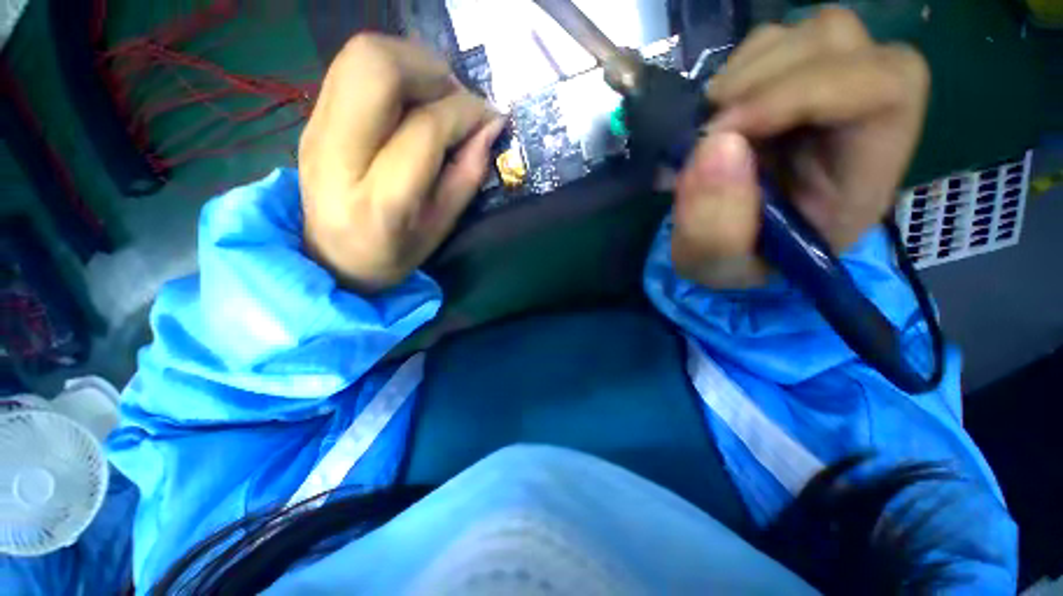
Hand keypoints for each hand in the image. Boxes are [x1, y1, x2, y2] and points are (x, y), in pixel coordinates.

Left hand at [299, 34, 503, 291]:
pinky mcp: (312, 117)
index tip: (491, 117)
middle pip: (378, 69)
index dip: (465, 113)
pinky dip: (393, 69)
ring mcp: (316, 129)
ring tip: (438, 96)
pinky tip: (412, 98)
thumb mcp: (441, 227)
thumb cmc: (395, 254)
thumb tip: (491, 126)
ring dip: (412, 63)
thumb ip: (468, 176)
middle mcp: (338, 155)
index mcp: (380, 201)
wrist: (332, 258)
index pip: (424, 129)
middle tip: (459, 100)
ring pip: (361, 55)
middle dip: (432, 71)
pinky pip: (352, 67)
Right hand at [672, 7, 929, 288]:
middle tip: (709, 131)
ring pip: (811, 33)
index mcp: (865, 176)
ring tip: (713, 126)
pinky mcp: (798, 84)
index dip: (802, 91)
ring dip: (746, 73)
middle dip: (762, 80)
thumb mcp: (715, 266)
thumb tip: (713, 145)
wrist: (734, 246)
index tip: (724, 131)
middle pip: (843, 43)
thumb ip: (713, 227)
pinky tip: (722, 112)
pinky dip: (738, 69)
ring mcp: (834, 94)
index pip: (883, 89)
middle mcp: (863, 121)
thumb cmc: (737, 262)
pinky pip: (776, 41)